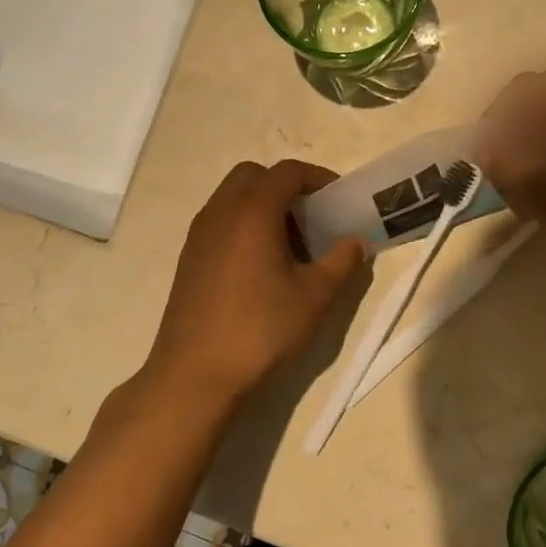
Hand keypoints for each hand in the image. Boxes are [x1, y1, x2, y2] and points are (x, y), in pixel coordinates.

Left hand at [144, 160, 366, 407]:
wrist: (195, 374)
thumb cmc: (260, 330)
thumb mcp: (314, 297)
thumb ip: (341, 262)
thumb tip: (356, 241)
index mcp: (252, 212)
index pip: (287, 172)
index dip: (318, 178)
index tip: (339, 199)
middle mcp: (220, 213)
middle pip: (253, 176)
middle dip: (286, 187)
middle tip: (312, 218)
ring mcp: (198, 235)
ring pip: (232, 198)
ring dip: (263, 206)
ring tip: (290, 245)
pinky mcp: (188, 259)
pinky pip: (220, 223)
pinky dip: (243, 226)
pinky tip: (261, 267)